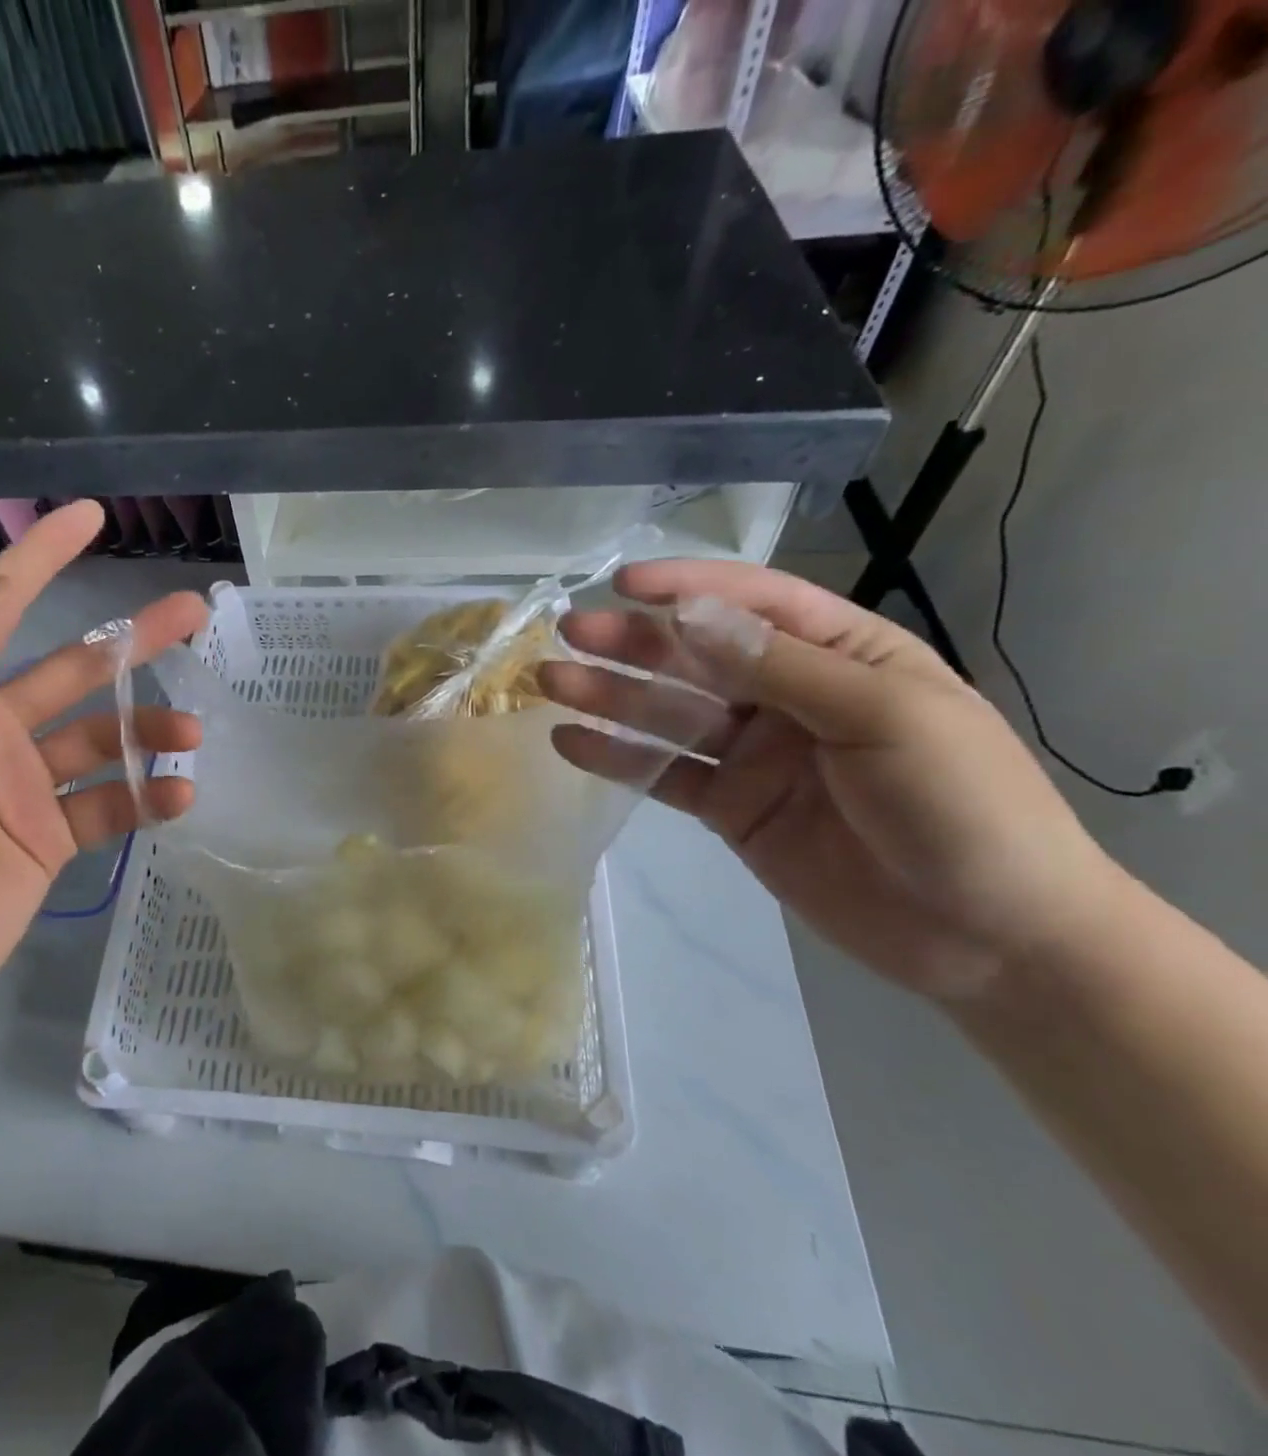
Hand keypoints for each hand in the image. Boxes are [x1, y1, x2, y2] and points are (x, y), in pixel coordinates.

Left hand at [0, 501, 206, 1040]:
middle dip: (132, 640)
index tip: (90, 516)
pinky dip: (148, 795)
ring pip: (105, 739)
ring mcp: (25, 788)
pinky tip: (178, 795)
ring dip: (151, 728)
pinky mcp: (51, 840)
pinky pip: (110, 805)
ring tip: (191, 732)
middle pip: (77, 670)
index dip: (42, 559)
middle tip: (192, 612)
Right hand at [537, 560, 1121, 999]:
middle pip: (697, 657)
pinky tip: (571, 742)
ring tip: (551, 682)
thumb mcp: (883, 718)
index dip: (688, 587)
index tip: (624, 584)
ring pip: (669, 715)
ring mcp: (754, 754)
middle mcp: (788, 696)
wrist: (990, 937)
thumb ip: (781, 667)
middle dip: (633, 642)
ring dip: (610, 696)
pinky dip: (617, 759)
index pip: (754, 603)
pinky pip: (665, 775)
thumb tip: (690, 615)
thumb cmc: (964, 807)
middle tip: (569, 632)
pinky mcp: (730, 807)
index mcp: (842, 655)